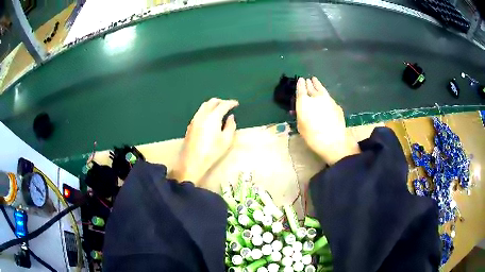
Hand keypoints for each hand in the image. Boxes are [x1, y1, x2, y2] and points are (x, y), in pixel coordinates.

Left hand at [170, 98, 238, 183]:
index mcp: (213, 117)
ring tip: (219, 110)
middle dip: (221, 101)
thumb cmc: (212, 151)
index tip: (236, 104)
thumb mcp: (226, 140)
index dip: (231, 103)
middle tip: (228, 105)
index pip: (223, 105)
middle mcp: (202, 115)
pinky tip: (209, 118)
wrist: (192, 161)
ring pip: (204, 106)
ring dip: (212, 105)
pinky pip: (199, 112)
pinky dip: (206, 110)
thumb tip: (231, 117)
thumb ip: (230, 126)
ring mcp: (194, 119)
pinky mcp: (190, 125)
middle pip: (212, 102)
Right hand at [296, 77, 359, 164]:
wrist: (333, 141)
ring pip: (321, 89)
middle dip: (309, 83)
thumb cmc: (312, 136)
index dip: (300, 84)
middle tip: (308, 80)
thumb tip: (299, 110)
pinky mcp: (336, 104)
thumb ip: (300, 115)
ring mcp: (328, 99)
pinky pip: (328, 96)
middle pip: (311, 87)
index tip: (300, 79)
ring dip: (317, 84)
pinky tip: (325, 96)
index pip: (301, 89)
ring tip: (315, 80)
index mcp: (304, 101)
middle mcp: (316, 97)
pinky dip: (325, 94)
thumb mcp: (301, 126)